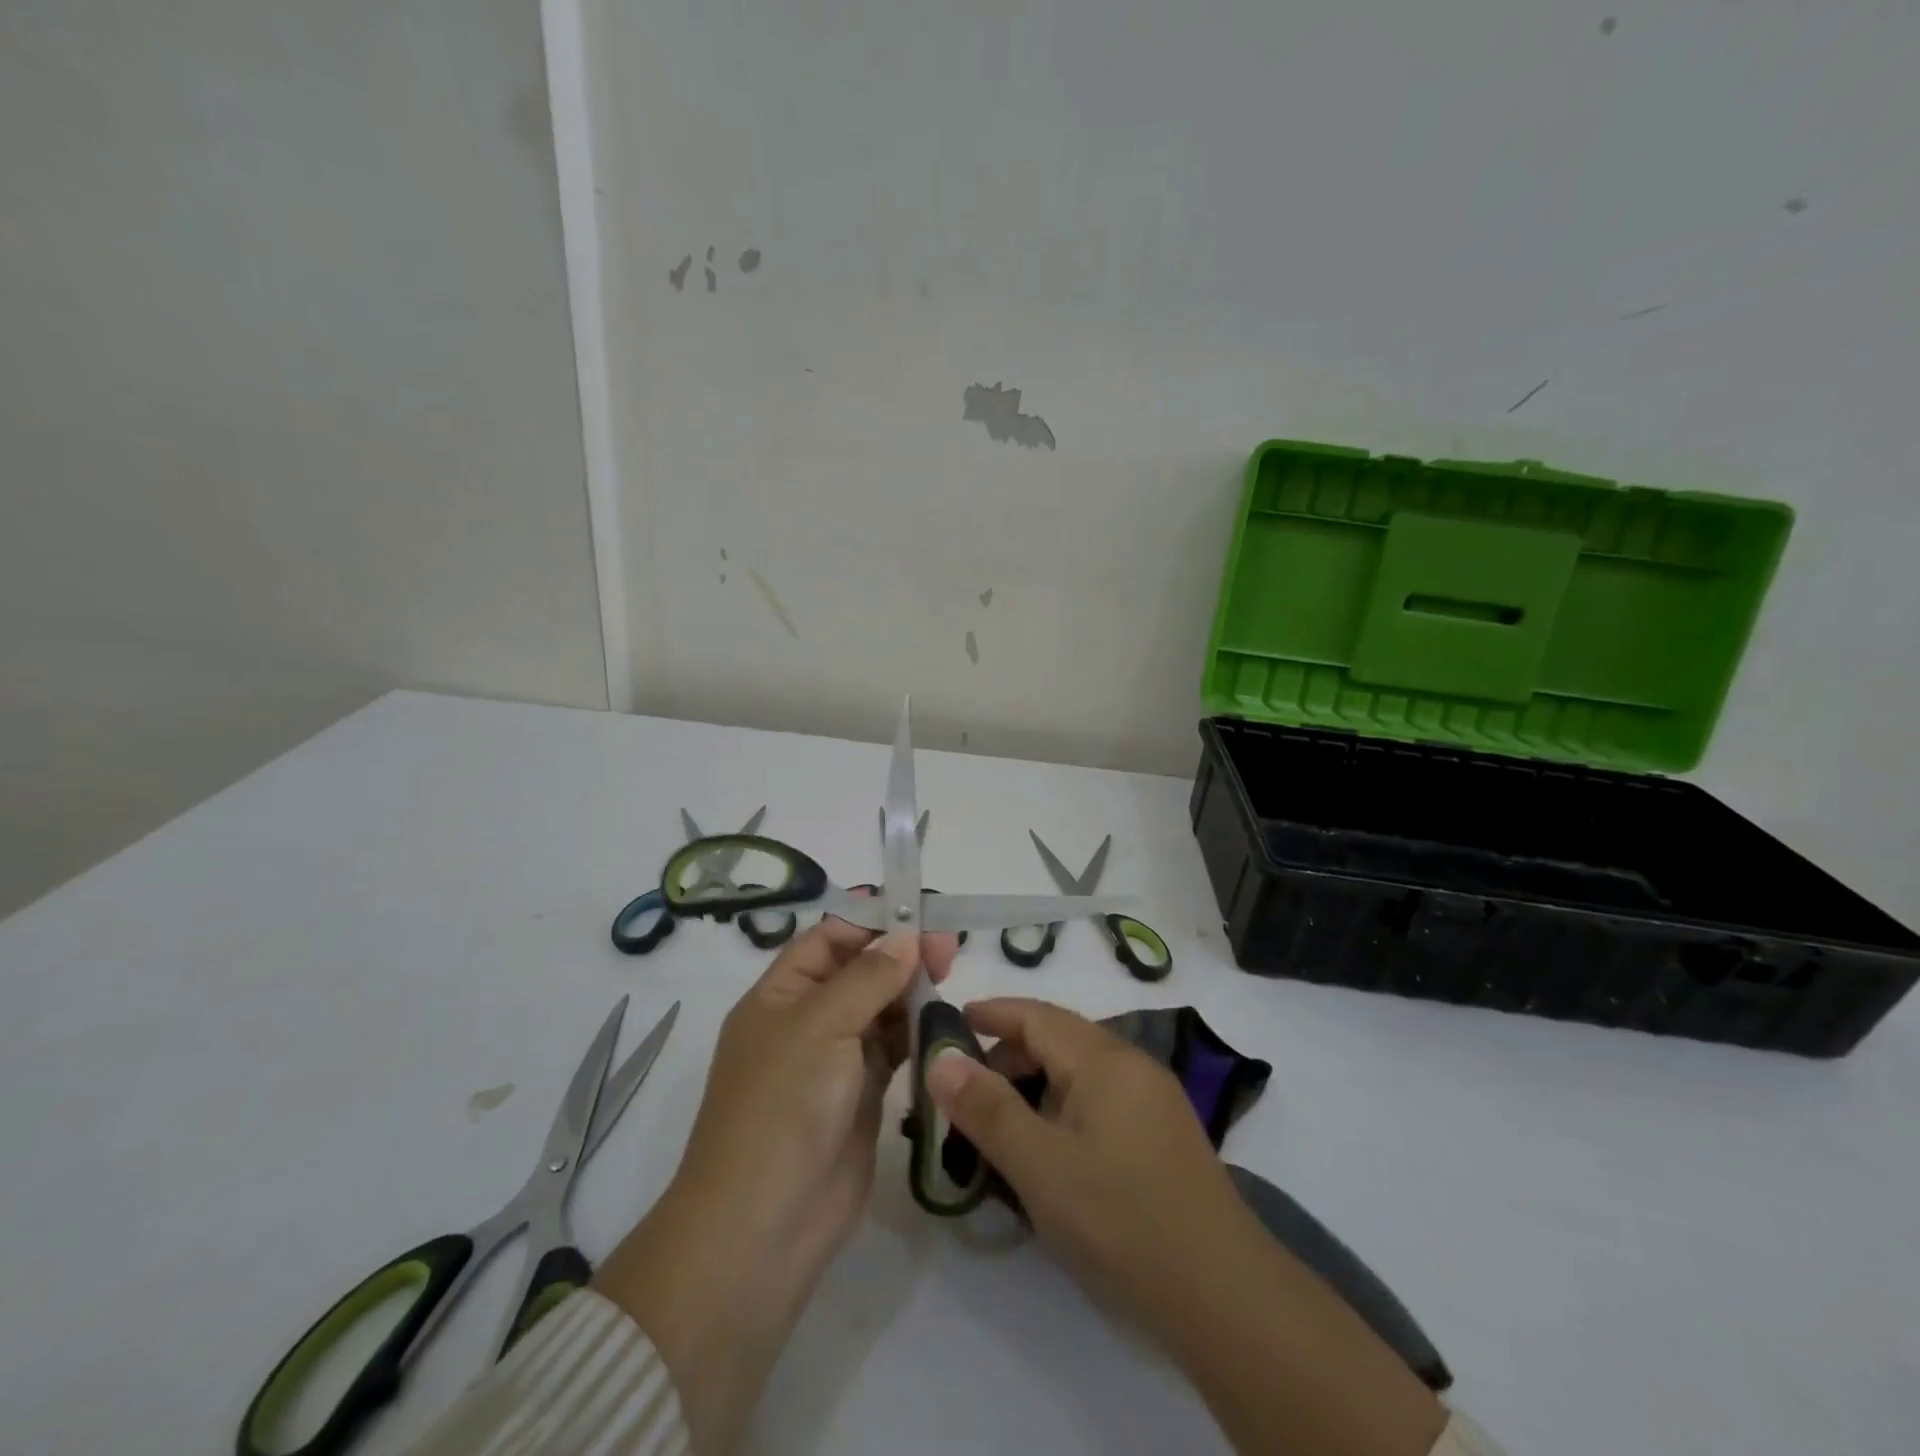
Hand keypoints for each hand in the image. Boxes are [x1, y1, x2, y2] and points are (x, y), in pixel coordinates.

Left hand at [594, 917, 957, 1454]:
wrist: (764, 1225)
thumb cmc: (782, 1106)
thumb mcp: (821, 1026)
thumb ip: (868, 977)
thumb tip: (905, 937)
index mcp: (780, 995)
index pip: (827, 939)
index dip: (868, 922)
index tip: (917, 915)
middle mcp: (806, 1021)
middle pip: (858, 971)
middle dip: (899, 956)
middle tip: (947, 951)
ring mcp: (834, 1061)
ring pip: (879, 1009)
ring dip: (911, 993)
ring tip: (949, 980)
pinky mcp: (861, 1097)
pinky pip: (892, 1050)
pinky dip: (916, 1034)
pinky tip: (942, 1024)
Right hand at [929, 998, 1444, 1455]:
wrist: (1222, 1292)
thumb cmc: (1121, 1218)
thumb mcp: (1040, 1165)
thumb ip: (986, 1109)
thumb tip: (940, 1058)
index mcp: (1103, 1058)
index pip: (1036, 1015)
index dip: (991, 1013)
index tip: (950, 1020)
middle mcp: (1132, 1064)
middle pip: (1059, 1038)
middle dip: (1009, 1054)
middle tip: (966, 1088)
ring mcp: (1154, 1098)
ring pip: (1080, 1071)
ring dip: (1036, 1083)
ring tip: (1002, 1121)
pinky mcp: (1164, 1133)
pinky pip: (1101, 1098)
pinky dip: (1064, 1106)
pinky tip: (1052, 1147)